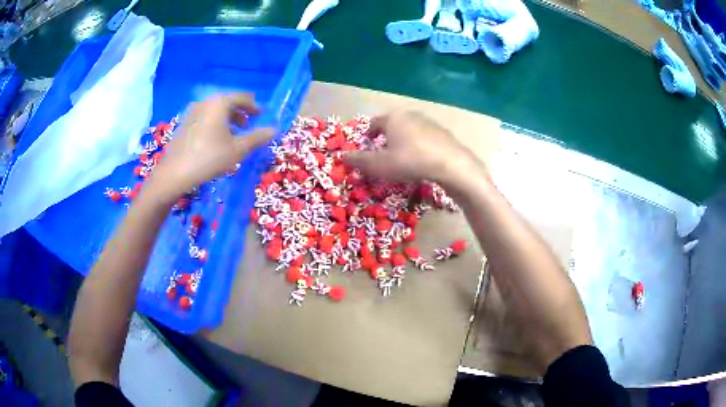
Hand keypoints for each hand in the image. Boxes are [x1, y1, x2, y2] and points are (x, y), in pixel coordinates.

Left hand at [148, 93, 272, 200]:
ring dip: (227, 119)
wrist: (175, 173)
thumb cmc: (209, 158)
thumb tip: (274, 130)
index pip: (241, 97)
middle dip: (240, 112)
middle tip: (249, 124)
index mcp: (219, 103)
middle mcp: (205, 102)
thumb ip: (257, 137)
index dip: (253, 106)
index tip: (261, 115)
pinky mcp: (184, 124)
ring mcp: (192, 112)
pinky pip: (204, 118)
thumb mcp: (238, 149)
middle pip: (227, 102)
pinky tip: (216, 140)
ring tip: (234, 134)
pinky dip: (214, 124)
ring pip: (215, 111)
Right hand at [343, 111, 483, 185]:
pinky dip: (418, 146)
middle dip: (385, 138)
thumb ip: (360, 161)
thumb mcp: (380, 165)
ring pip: (409, 130)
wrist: (451, 165)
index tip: (366, 147)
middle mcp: (410, 115)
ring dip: (403, 142)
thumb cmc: (410, 161)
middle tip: (383, 154)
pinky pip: (424, 138)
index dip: (367, 135)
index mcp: (393, 118)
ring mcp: (429, 122)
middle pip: (392, 125)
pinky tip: (421, 161)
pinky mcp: (443, 133)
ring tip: (402, 159)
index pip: (374, 123)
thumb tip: (341, 157)